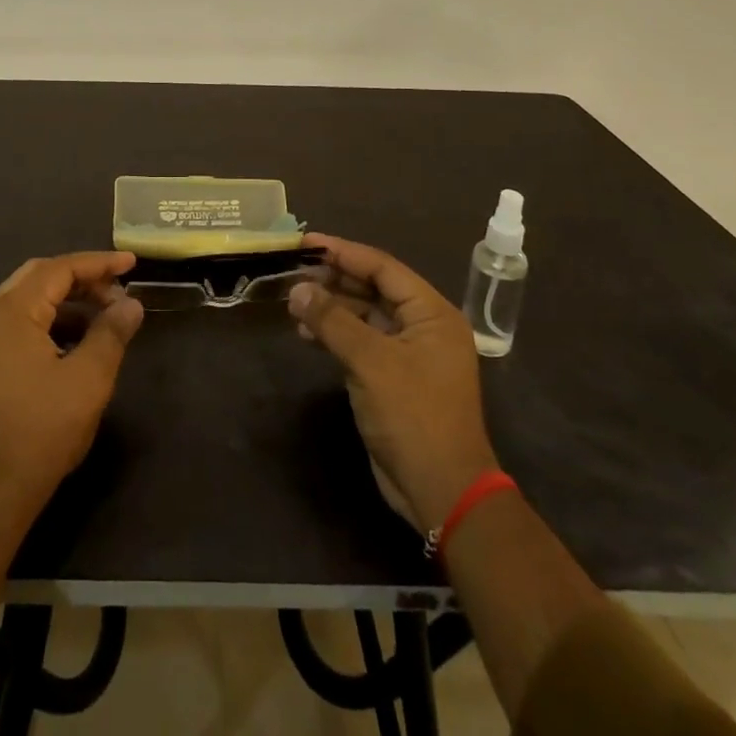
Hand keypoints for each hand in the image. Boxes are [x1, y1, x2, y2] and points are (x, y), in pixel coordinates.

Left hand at [0, 251, 143, 523]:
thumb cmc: (42, 429)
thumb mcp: (88, 379)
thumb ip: (111, 333)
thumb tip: (131, 305)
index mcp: (12, 311)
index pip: (59, 269)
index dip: (98, 264)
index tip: (132, 264)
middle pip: (39, 277)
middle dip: (81, 278)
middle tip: (116, 290)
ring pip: (27, 301)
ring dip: (65, 301)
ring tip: (102, 317)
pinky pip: (17, 325)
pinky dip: (48, 323)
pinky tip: (74, 344)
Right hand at [289, 234, 498, 531]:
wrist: (442, 492)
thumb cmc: (413, 416)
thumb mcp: (370, 362)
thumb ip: (332, 320)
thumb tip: (298, 289)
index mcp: (431, 313)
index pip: (382, 267)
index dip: (342, 252)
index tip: (305, 243)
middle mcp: (423, 326)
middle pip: (373, 288)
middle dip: (333, 280)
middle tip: (293, 272)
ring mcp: (409, 353)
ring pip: (364, 315)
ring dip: (331, 308)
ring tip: (293, 304)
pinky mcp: (394, 378)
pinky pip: (361, 342)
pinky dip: (335, 335)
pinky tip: (306, 334)